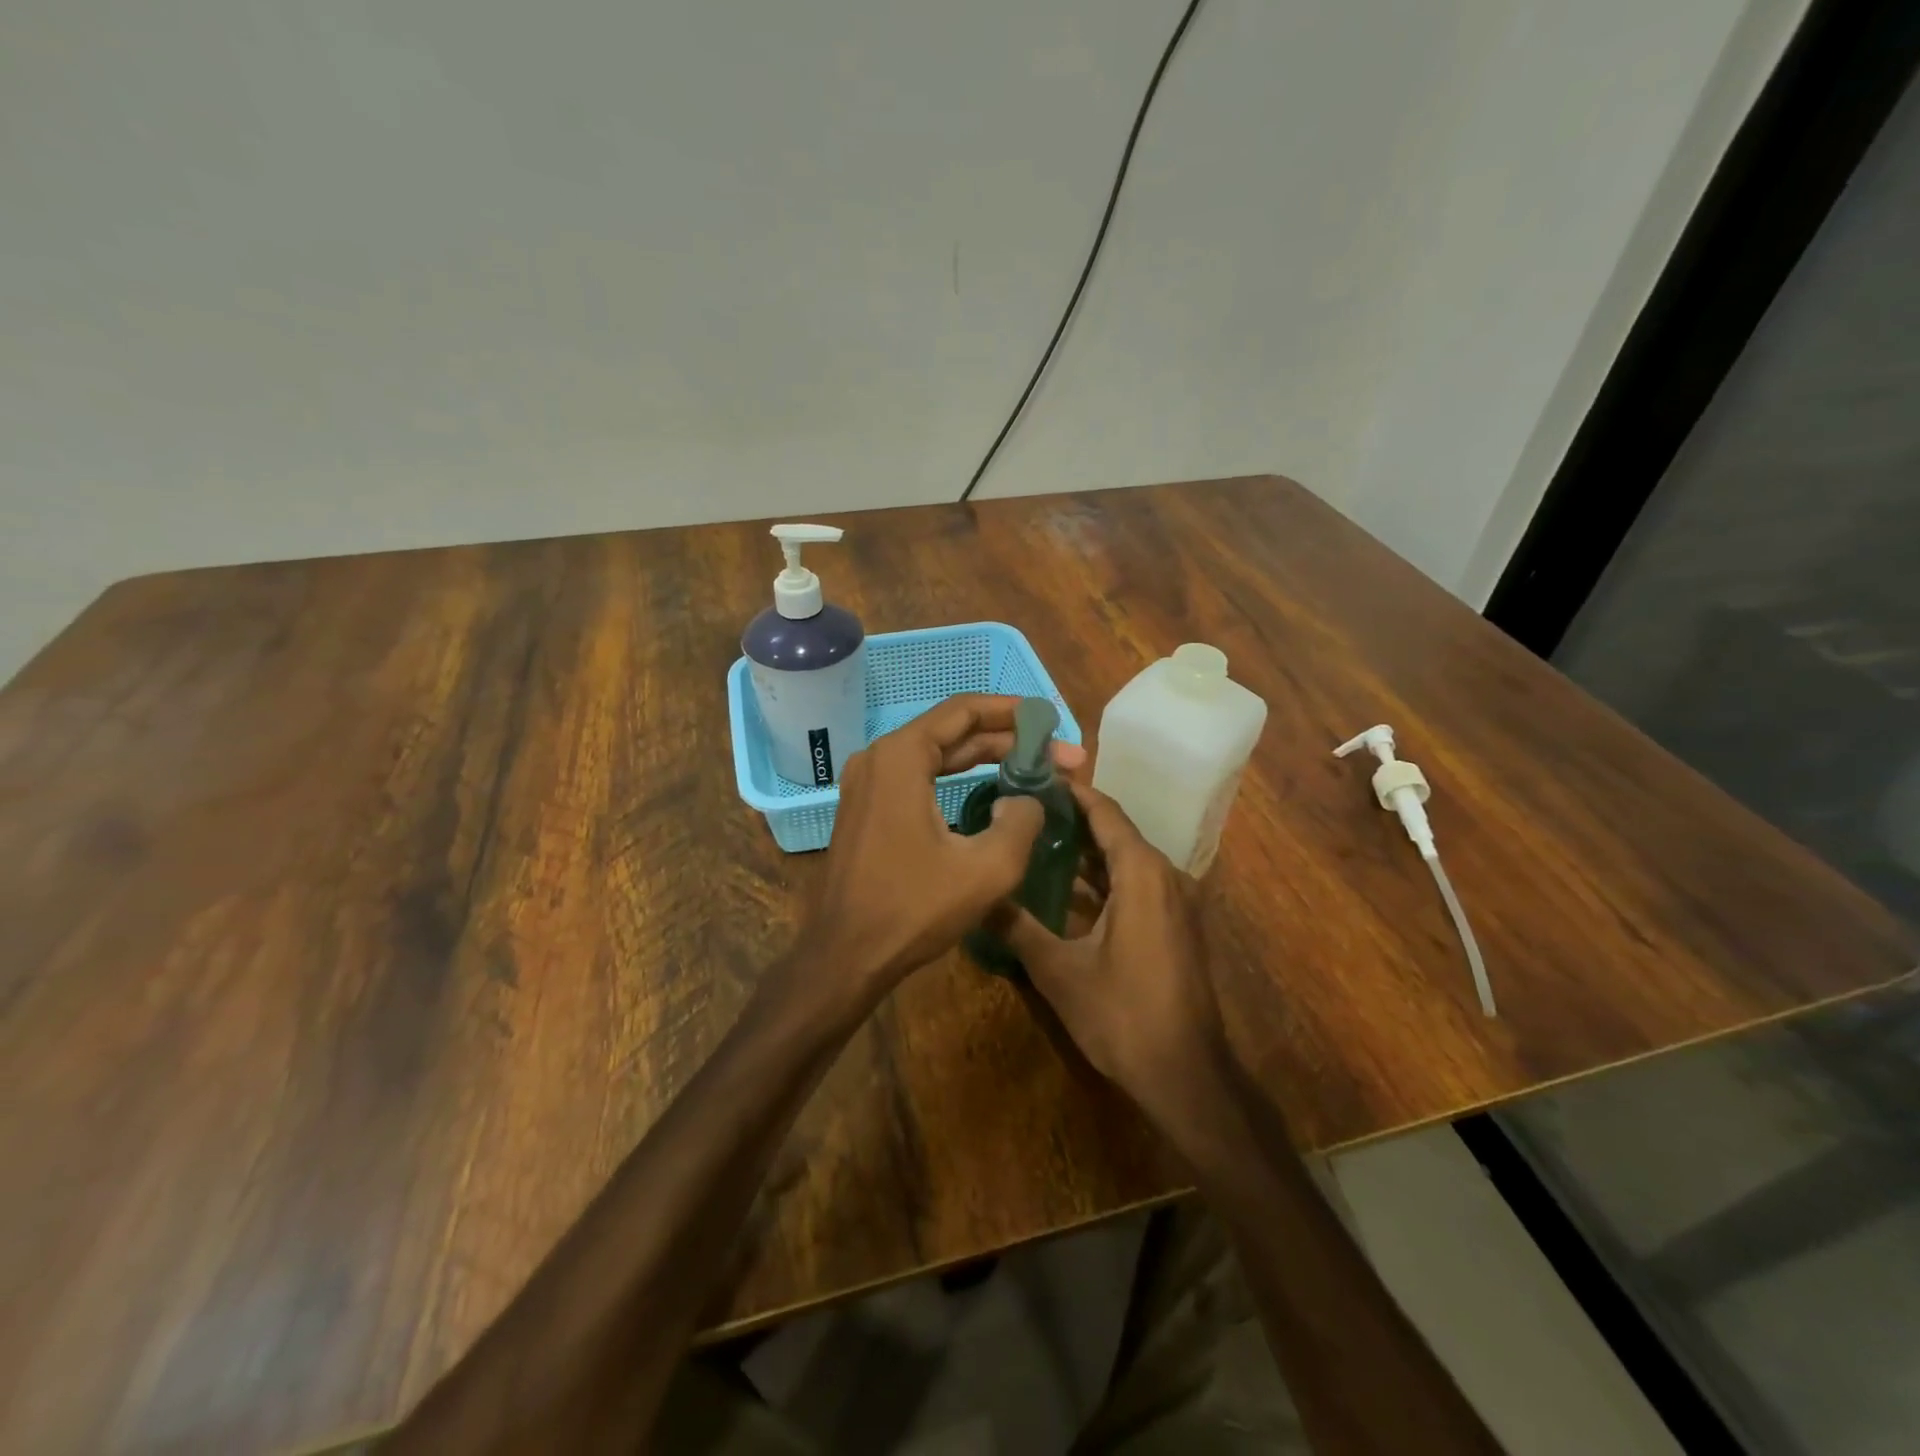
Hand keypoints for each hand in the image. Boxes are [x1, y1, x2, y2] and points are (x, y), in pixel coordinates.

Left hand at [797, 694, 1086, 1000]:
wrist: (845, 955)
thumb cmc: (913, 909)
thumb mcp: (987, 868)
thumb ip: (1021, 822)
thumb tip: (1026, 800)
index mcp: (901, 757)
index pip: (964, 711)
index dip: (1014, 712)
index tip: (1051, 723)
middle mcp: (879, 758)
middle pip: (952, 732)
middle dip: (1008, 741)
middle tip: (1059, 757)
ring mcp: (867, 783)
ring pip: (937, 756)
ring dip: (986, 760)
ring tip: (1035, 769)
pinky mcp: (867, 809)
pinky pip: (920, 778)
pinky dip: (958, 779)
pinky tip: (991, 792)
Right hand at [992, 781, 1229, 1136]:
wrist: (1186, 1075)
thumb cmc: (1122, 1015)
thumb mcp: (1058, 970)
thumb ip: (1016, 927)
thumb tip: (977, 894)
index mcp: (1142, 874)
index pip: (1104, 812)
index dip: (1070, 792)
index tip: (1033, 776)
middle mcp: (1165, 876)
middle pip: (1115, 832)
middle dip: (1071, 819)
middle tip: (1022, 808)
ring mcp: (1175, 902)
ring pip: (1125, 861)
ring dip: (1085, 850)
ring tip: (1036, 839)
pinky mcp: (1175, 926)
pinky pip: (1135, 885)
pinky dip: (1102, 878)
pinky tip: (1065, 887)